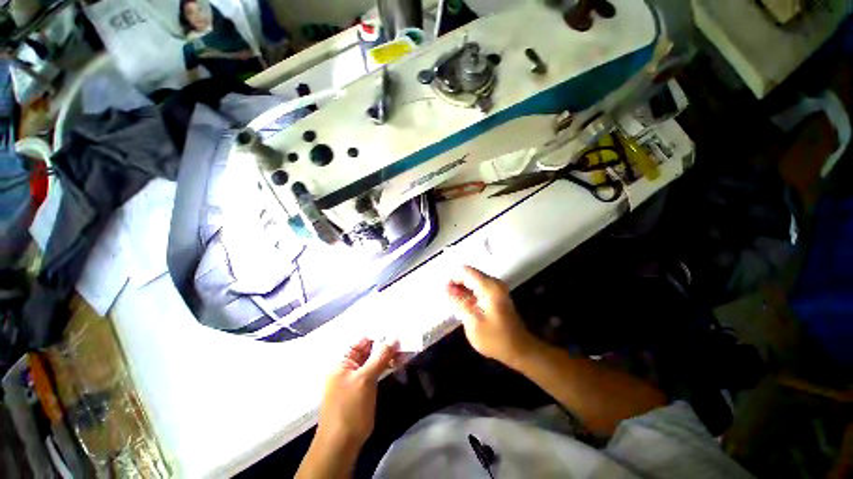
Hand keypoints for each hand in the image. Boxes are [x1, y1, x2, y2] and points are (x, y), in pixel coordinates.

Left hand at [316, 338, 398, 449]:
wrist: (342, 444)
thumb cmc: (349, 408)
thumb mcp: (365, 379)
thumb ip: (379, 357)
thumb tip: (393, 338)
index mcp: (343, 361)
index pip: (362, 340)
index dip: (378, 335)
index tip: (396, 331)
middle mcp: (349, 366)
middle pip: (369, 350)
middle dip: (385, 344)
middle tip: (404, 339)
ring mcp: (357, 377)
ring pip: (374, 360)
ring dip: (388, 355)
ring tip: (405, 349)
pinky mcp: (364, 387)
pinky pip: (376, 371)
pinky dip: (386, 365)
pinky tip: (398, 362)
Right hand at [446, 266, 539, 367]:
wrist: (519, 349)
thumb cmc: (495, 339)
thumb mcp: (473, 321)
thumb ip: (459, 302)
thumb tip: (446, 288)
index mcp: (489, 287)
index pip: (465, 271)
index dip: (452, 278)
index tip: (445, 292)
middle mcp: (494, 283)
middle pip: (470, 274)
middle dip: (457, 284)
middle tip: (449, 300)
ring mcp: (496, 288)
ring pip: (473, 280)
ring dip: (462, 289)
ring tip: (455, 304)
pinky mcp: (496, 294)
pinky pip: (478, 287)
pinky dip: (469, 293)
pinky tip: (464, 305)